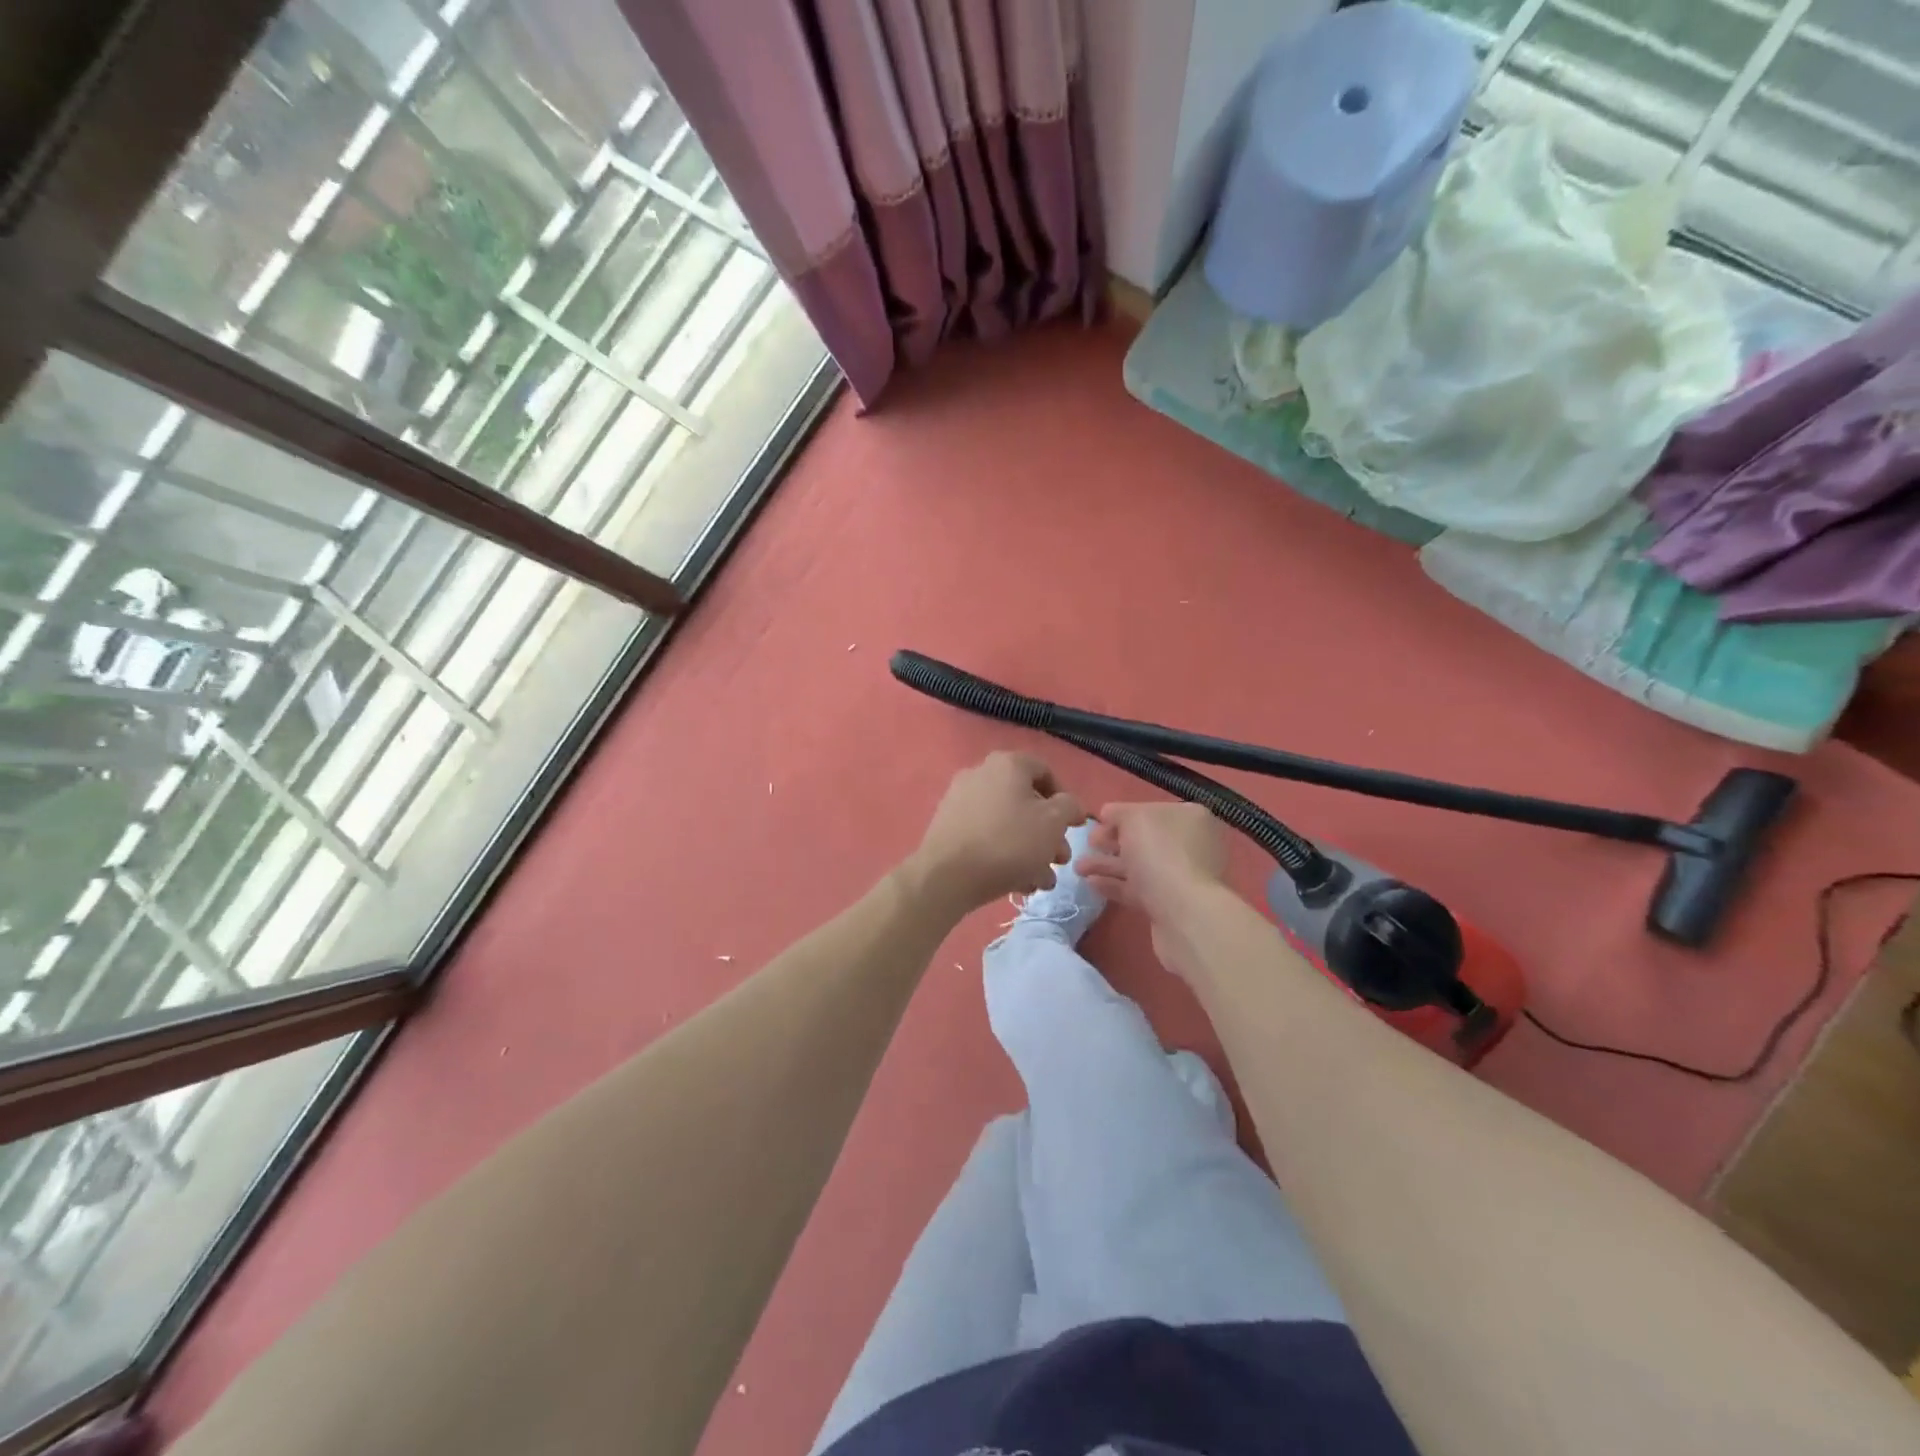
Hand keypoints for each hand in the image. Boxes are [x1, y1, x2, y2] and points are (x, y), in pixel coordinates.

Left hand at [909, 752, 1086, 915]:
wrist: (948, 876)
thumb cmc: (1009, 842)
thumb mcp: (1053, 822)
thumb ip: (1069, 807)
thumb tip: (1069, 804)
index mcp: (1007, 764)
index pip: (1045, 771)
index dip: (1065, 799)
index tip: (1073, 826)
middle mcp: (981, 774)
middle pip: (1026, 802)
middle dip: (1049, 834)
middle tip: (1060, 860)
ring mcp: (960, 801)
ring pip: (1007, 823)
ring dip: (1031, 851)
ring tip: (1042, 881)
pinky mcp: (948, 827)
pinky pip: (986, 836)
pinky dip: (1005, 854)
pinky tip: (1018, 884)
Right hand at [1074, 801, 1229, 931]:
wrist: (1183, 913)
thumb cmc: (1160, 853)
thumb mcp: (1133, 818)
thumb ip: (1119, 812)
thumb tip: (1109, 815)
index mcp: (1189, 818)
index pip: (1150, 811)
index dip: (1121, 816)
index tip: (1097, 823)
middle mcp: (1190, 844)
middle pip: (1144, 839)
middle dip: (1112, 842)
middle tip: (1087, 845)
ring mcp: (1182, 876)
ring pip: (1139, 865)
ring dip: (1108, 864)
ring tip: (1078, 867)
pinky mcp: (1170, 903)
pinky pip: (1138, 889)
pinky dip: (1115, 885)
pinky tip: (1091, 884)